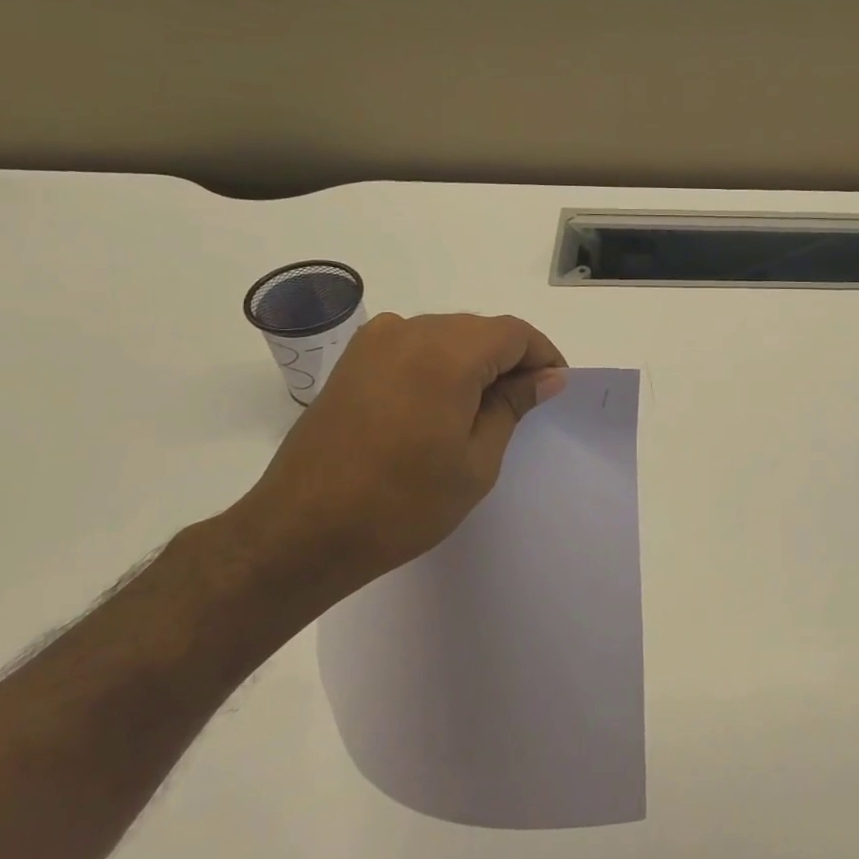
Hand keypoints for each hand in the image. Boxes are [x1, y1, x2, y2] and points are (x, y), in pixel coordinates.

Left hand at [223, 312, 566, 613]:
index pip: (514, 333)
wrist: (303, 530)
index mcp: (447, 355)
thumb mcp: (476, 461)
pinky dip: (439, 364)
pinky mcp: (353, 360)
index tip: (556, 388)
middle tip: (525, 404)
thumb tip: (547, 377)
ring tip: (483, 410)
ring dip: (475, 361)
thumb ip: (513, 406)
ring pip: (447, 334)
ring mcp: (374, 343)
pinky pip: (413, 345)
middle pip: (480, 328)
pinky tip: (441, 404)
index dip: (543, 356)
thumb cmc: (403, 503)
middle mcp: (410, 332)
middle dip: (511, 359)